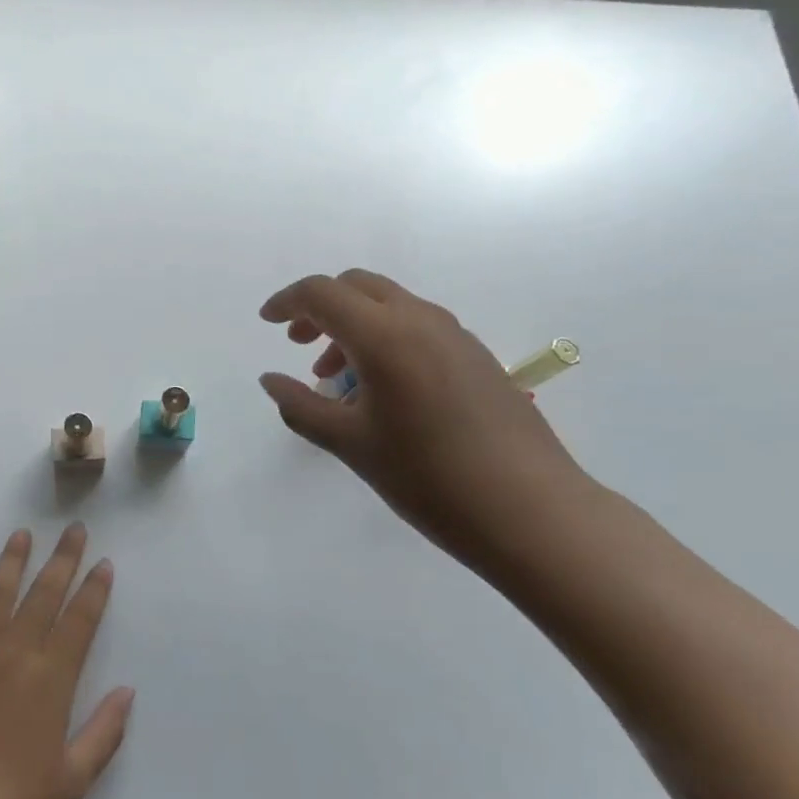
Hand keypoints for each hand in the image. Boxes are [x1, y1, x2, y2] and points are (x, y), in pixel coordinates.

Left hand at [0, 524, 133, 798]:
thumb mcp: (73, 780)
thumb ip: (105, 732)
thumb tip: (127, 690)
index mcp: (52, 678)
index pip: (80, 619)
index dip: (94, 588)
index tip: (103, 562)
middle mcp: (15, 652)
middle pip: (44, 593)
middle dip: (63, 558)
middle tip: (74, 529)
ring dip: (12, 560)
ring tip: (22, 534)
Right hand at [258, 270, 594, 566]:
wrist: (531, 511)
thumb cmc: (428, 478)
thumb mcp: (351, 444)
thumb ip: (302, 405)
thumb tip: (270, 380)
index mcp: (384, 335)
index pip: (322, 294)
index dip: (287, 301)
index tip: (266, 322)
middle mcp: (420, 320)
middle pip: (357, 286)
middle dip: (321, 307)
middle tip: (299, 344)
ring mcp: (455, 335)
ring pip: (390, 305)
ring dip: (354, 325)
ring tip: (338, 378)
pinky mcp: (477, 355)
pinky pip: (418, 326)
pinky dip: (386, 338)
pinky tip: (385, 390)